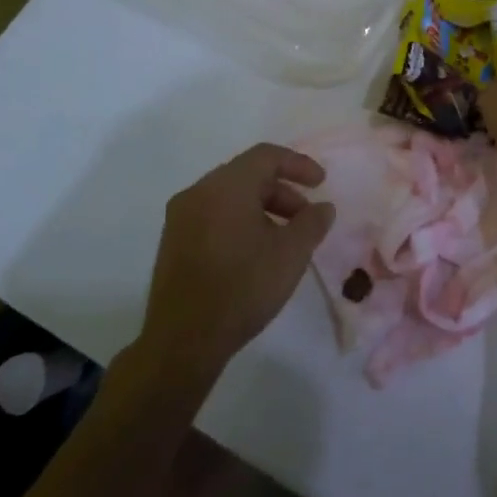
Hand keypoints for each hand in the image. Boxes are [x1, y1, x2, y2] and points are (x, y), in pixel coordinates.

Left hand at [138, 144, 335, 377]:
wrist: (183, 340)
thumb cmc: (243, 287)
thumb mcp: (291, 254)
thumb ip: (312, 222)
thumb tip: (323, 207)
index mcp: (226, 186)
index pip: (266, 156)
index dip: (298, 164)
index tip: (321, 183)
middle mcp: (198, 192)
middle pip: (247, 174)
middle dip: (282, 190)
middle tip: (306, 217)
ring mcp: (180, 218)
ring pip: (229, 196)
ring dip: (262, 207)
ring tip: (284, 238)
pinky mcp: (173, 242)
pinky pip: (213, 215)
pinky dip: (240, 220)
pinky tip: (255, 252)